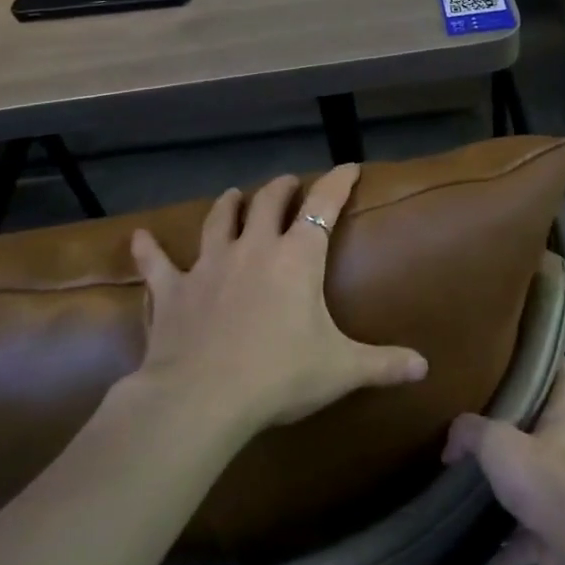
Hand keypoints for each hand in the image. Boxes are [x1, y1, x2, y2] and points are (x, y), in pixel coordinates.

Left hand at [123, 165, 427, 436]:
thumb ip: (383, 364)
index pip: (324, 206)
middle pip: (268, 202)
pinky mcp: (173, 291)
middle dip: (281, 188)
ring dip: (229, 205)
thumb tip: (425, 368)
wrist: (202, 398)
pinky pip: (157, 264)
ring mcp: (209, 266)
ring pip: (219, 221)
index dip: (338, 183)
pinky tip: (139, 238)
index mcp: (298, 258)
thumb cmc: (280, 375)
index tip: (349, 167)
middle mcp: (254, 249)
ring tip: (233, 195)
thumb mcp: (341, 370)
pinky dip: (148, 251)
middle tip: (288, 183)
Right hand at [443, 363, 564, 564]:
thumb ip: (471, 432)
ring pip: (533, 489)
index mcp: (562, 423)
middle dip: (517, 433)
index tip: (536, 355)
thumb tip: (452, 443)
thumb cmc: (546, 480)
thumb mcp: (498, 442)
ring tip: (472, 488)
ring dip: (507, 493)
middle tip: (482, 426)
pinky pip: (525, 539)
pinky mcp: (556, 538)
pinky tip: (480, 550)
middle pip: (544, 435)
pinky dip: (505, 545)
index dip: (554, 364)